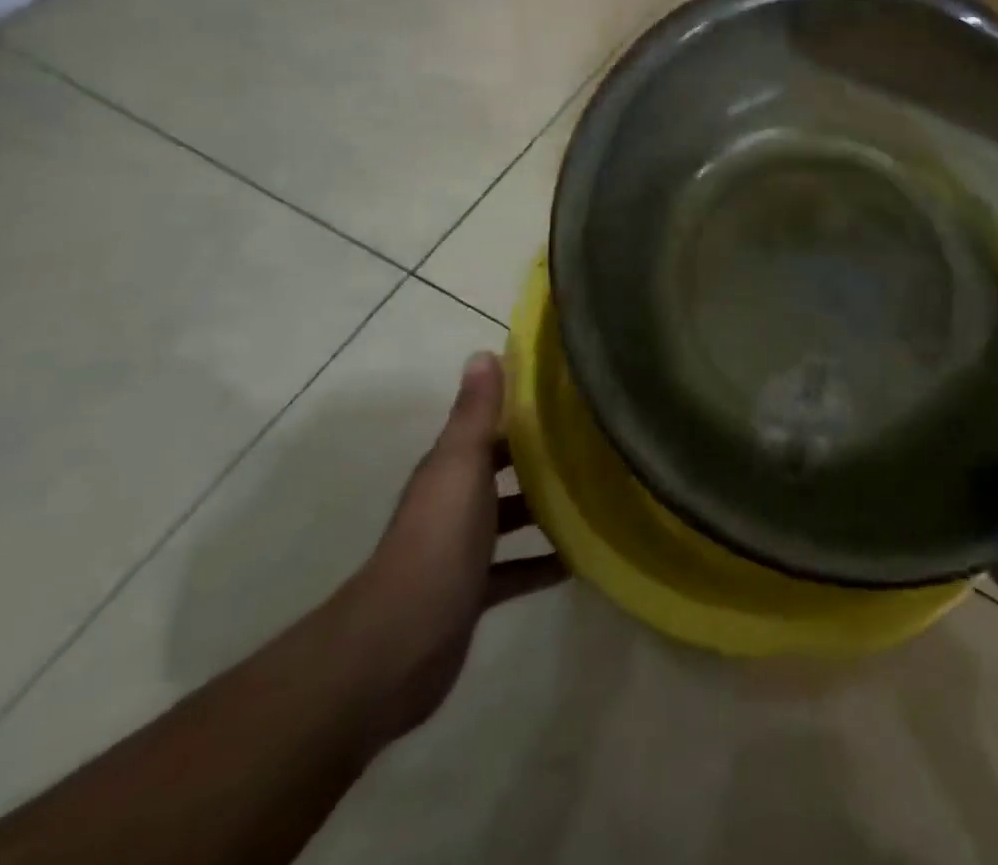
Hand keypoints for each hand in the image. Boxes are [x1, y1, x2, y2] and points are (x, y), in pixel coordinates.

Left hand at [333, 352, 566, 743]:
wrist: (398, 645)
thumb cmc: (438, 542)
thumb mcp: (461, 466)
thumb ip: (475, 413)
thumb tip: (483, 352)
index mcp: (451, 468)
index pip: (491, 428)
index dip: (525, 411)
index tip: (573, 398)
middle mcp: (455, 502)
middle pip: (503, 470)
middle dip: (543, 458)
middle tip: (598, 446)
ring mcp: (463, 550)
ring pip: (511, 518)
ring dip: (546, 510)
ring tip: (599, 496)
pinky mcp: (473, 592)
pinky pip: (516, 569)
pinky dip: (543, 563)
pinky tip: (580, 559)